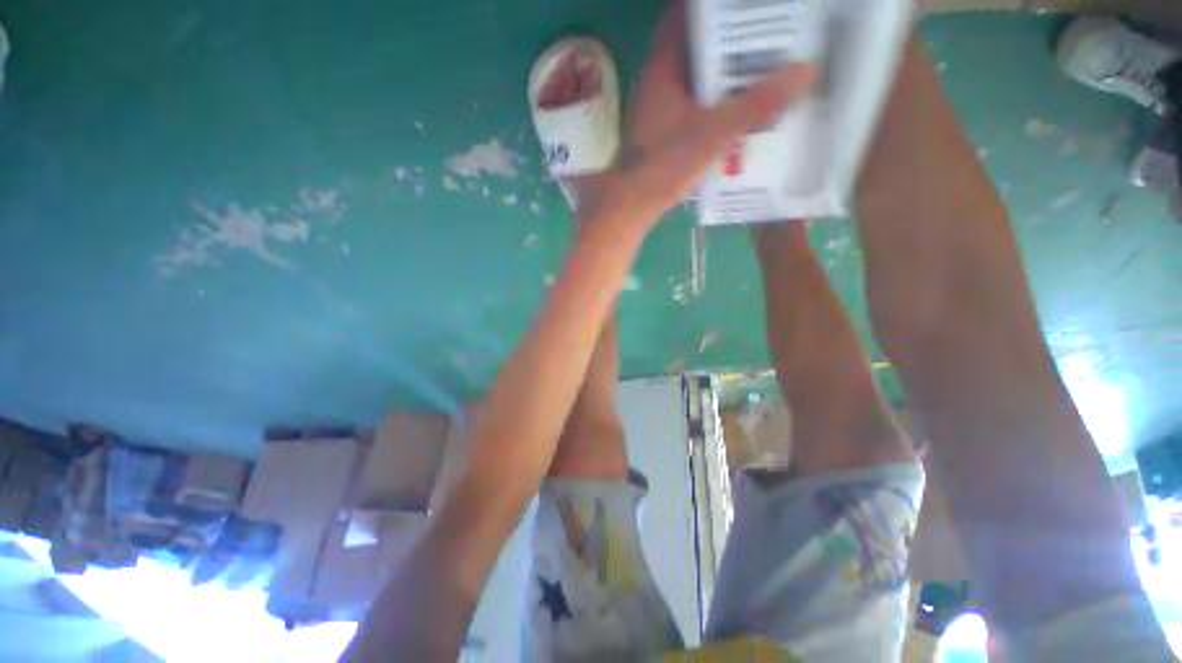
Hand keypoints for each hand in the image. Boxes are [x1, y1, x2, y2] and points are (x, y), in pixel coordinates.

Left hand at [591, 3, 814, 225]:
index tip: (748, 4)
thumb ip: (757, 104)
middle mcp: (659, 82)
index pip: (686, 15)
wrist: (633, 205)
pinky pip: (695, 105)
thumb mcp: (715, 132)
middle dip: (730, 38)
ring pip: (697, 78)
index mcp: (664, 67)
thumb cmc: (666, 164)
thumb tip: (807, 71)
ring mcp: (661, 109)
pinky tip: (740, 108)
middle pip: (697, 46)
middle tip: (769, 33)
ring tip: (765, 65)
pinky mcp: (665, 132)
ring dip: (726, 73)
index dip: (716, 6)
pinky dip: (716, 102)